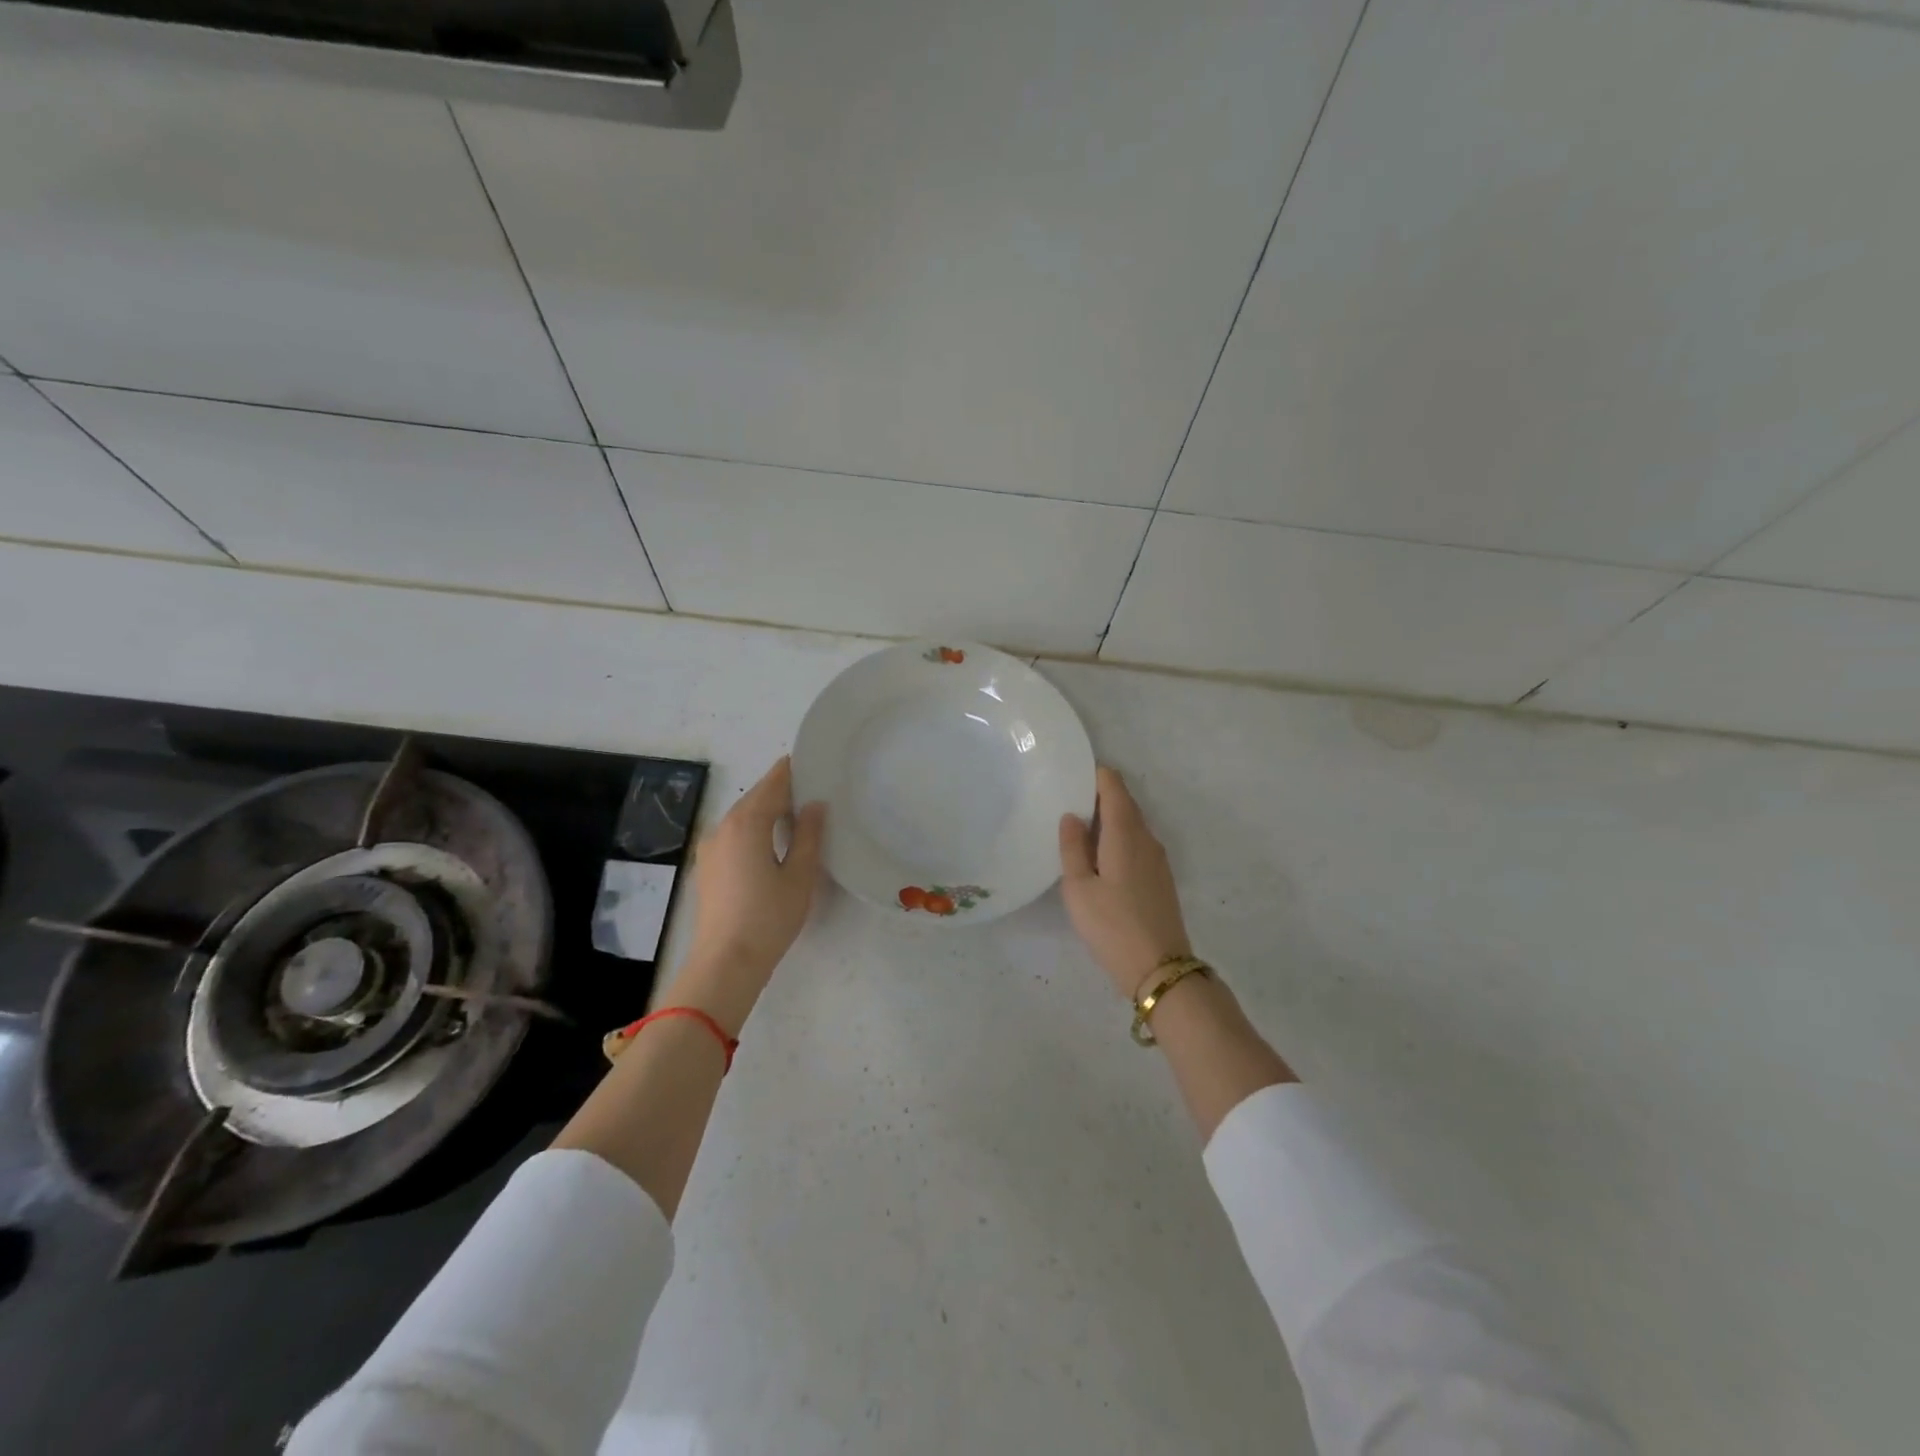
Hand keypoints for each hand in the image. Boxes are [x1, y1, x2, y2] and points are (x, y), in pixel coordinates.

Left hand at [676, 757, 825, 1028]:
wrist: (726, 962)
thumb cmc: (769, 917)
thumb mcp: (800, 875)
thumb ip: (809, 835)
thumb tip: (815, 805)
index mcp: (747, 823)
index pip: (772, 784)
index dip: (790, 770)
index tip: (809, 760)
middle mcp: (723, 827)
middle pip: (755, 797)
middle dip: (780, 790)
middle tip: (811, 787)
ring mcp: (711, 848)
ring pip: (742, 816)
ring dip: (766, 810)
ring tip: (796, 813)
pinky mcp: (708, 867)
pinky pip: (734, 834)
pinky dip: (753, 828)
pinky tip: (770, 840)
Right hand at [1059, 766, 1193, 1000]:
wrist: (1160, 968)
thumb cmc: (1112, 925)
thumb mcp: (1079, 888)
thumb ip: (1073, 848)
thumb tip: (1072, 816)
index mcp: (1125, 832)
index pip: (1113, 786)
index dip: (1094, 774)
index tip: (1070, 773)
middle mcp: (1147, 838)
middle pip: (1125, 802)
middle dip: (1099, 795)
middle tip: (1066, 799)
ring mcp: (1158, 859)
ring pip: (1132, 824)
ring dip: (1109, 819)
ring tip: (1078, 826)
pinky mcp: (1160, 878)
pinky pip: (1137, 843)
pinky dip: (1118, 837)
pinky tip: (1100, 856)